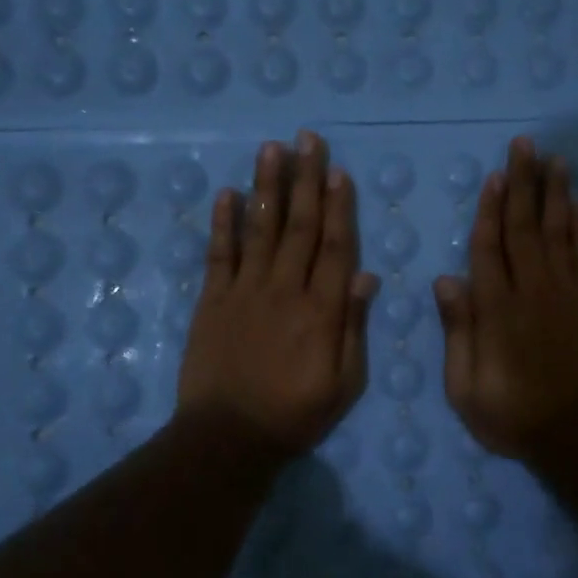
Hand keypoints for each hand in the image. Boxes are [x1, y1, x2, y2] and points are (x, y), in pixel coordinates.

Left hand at [177, 131, 379, 456]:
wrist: (228, 437)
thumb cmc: (295, 414)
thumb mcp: (344, 383)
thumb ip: (353, 328)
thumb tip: (365, 276)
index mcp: (321, 311)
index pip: (334, 247)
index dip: (339, 207)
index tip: (339, 172)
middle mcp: (284, 290)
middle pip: (299, 227)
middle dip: (306, 180)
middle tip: (308, 140)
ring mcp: (244, 292)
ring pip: (260, 230)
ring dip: (267, 187)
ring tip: (272, 149)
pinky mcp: (212, 301)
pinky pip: (219, 254)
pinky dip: (223, 223)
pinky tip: (228, 193)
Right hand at [433, 137, 577, 461]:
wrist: (576, 436)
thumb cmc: (511, 415)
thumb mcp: (465, 387)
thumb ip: (458, 331)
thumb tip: (446, 280)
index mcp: (497, 310)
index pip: (490, 248)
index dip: (490, 210)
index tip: (494, 176)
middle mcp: (532, 292)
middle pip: (526, 228)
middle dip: (524, 184)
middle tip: (525, 145)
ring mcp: (566, 295)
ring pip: (559, 233)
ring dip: (556, 194)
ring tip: (555, 159)